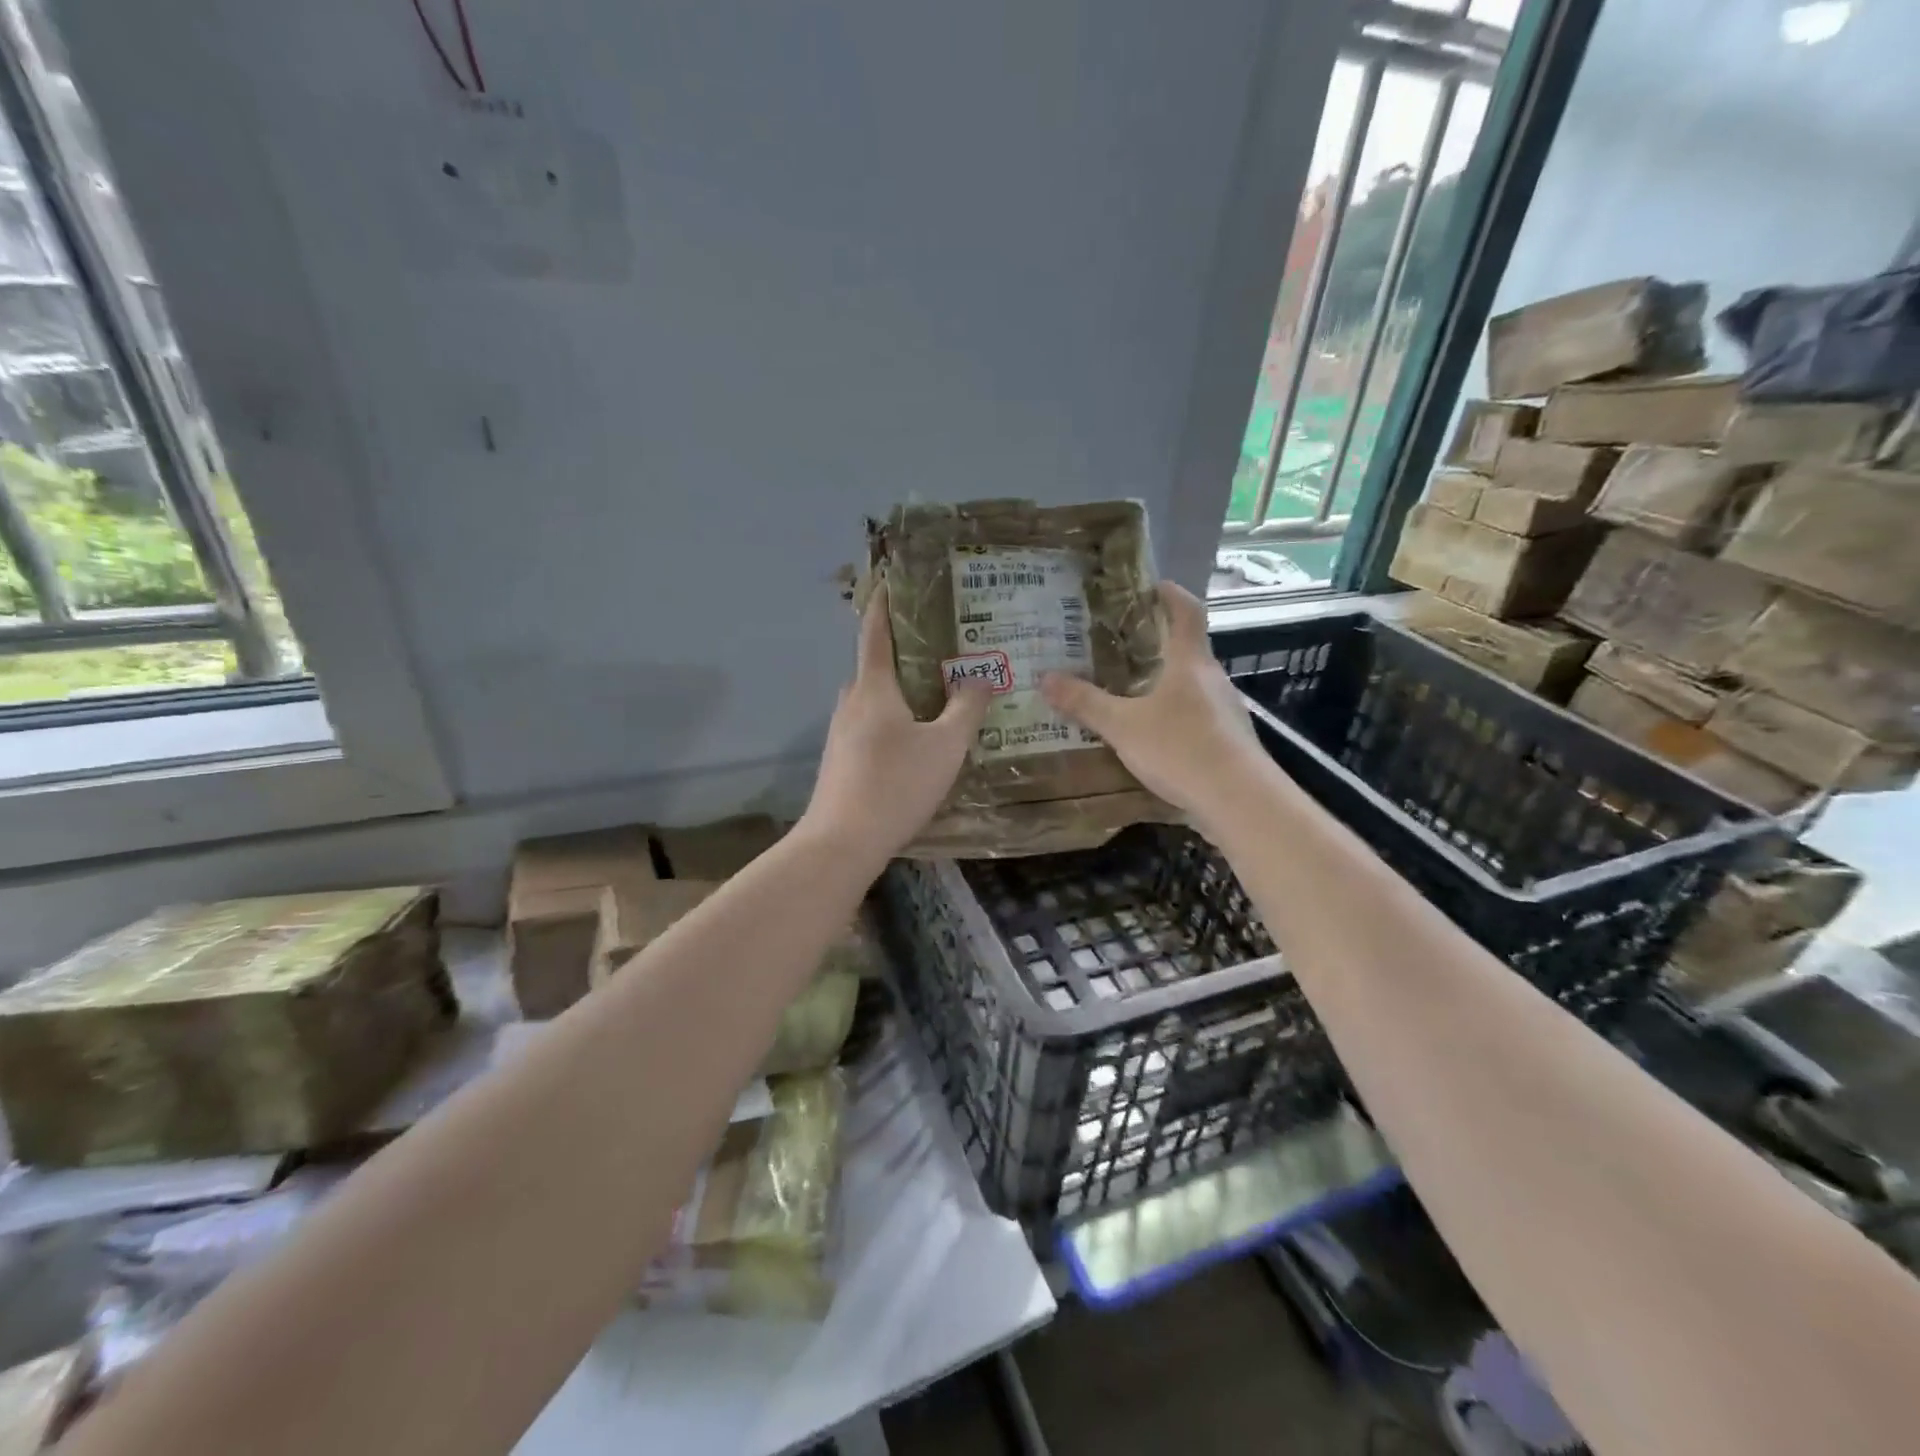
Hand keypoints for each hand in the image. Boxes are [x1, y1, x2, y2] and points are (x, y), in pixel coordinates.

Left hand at [801, 583, 991, 863]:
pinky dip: (891, 717)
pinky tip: (913, 738)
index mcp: (873, 688)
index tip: (889, 579)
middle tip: (938, 647)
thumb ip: (966, 708)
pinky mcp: (840, 759)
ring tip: (933, 692)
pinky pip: (868, 723)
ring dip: (897, 688)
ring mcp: (840, 732)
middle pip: (874, 665)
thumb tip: (980, 676)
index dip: (883, 603)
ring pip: (872, 698)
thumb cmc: (896, 785)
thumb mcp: (945, 747)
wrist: (842, 842)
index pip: (875, 632)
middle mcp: (850, 702)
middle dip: (901, 651)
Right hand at [1040, 581, 1268, 833]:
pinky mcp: (1228, 740)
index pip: (1187, 611)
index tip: (1150, 587)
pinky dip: (1174, 714)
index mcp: (1190, 662)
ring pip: (1191, 684)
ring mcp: (1225, 710)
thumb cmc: (1181, 749)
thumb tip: (1044, 678)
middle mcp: (1212, 678)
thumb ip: (1085, 703)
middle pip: (1188, 648)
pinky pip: (1196, 715)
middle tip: (1119, 646)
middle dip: (1157, 643)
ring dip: (1165, 682)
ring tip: (1129, 691)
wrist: (1239, 801)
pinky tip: (1153, 735)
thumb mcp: (1123, 726)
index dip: (1171, 594)